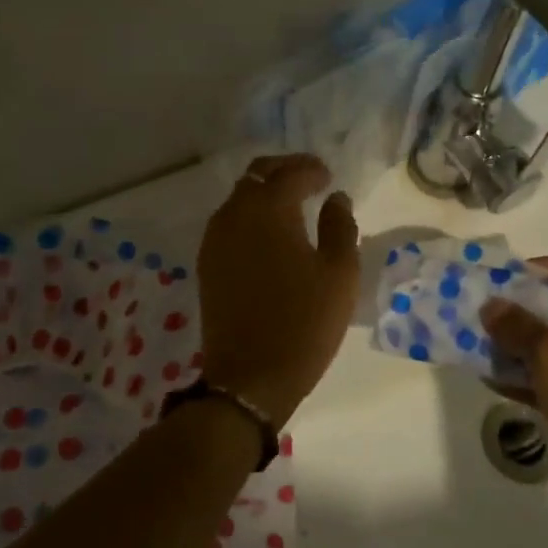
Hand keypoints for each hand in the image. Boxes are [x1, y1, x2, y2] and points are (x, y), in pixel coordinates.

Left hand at [196, 154, 359, 426]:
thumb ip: (340, 226)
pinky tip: (269, 233)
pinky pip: (229, 222)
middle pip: (256, 175)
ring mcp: (215, 240)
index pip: (289, 173)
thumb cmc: (304, 323)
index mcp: (268, 210)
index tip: (328, 177)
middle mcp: (234, 215)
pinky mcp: (207, 264)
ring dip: (264, 192)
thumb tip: (335, 198)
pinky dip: (250, 215)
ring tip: (292, 204)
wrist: (250, 378)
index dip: (311, 169)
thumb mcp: (339, 273)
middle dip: (283, 170)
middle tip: (309, 178)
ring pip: (239, 198)